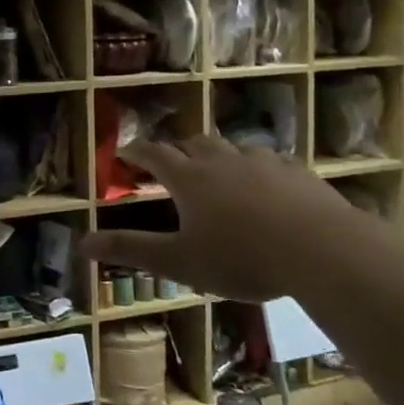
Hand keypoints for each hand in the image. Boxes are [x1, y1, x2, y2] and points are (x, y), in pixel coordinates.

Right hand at [80, 136, 361, 301]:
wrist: (321, 250)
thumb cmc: (240, 257)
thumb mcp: (179, 261)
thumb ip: (130, 249)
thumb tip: (82, 242)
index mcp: (189, 178)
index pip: (154, 154)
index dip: (137, 151)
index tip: (125, 151)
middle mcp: (223, 161)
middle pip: (194, 143)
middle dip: (179, 150)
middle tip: (172, 162)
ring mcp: (264, 162)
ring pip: (234, 148)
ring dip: (220, 156)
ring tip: (219, 171)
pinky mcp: (298, 173)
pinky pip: (271, 161)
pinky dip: (258, 168)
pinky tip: (267, 185)